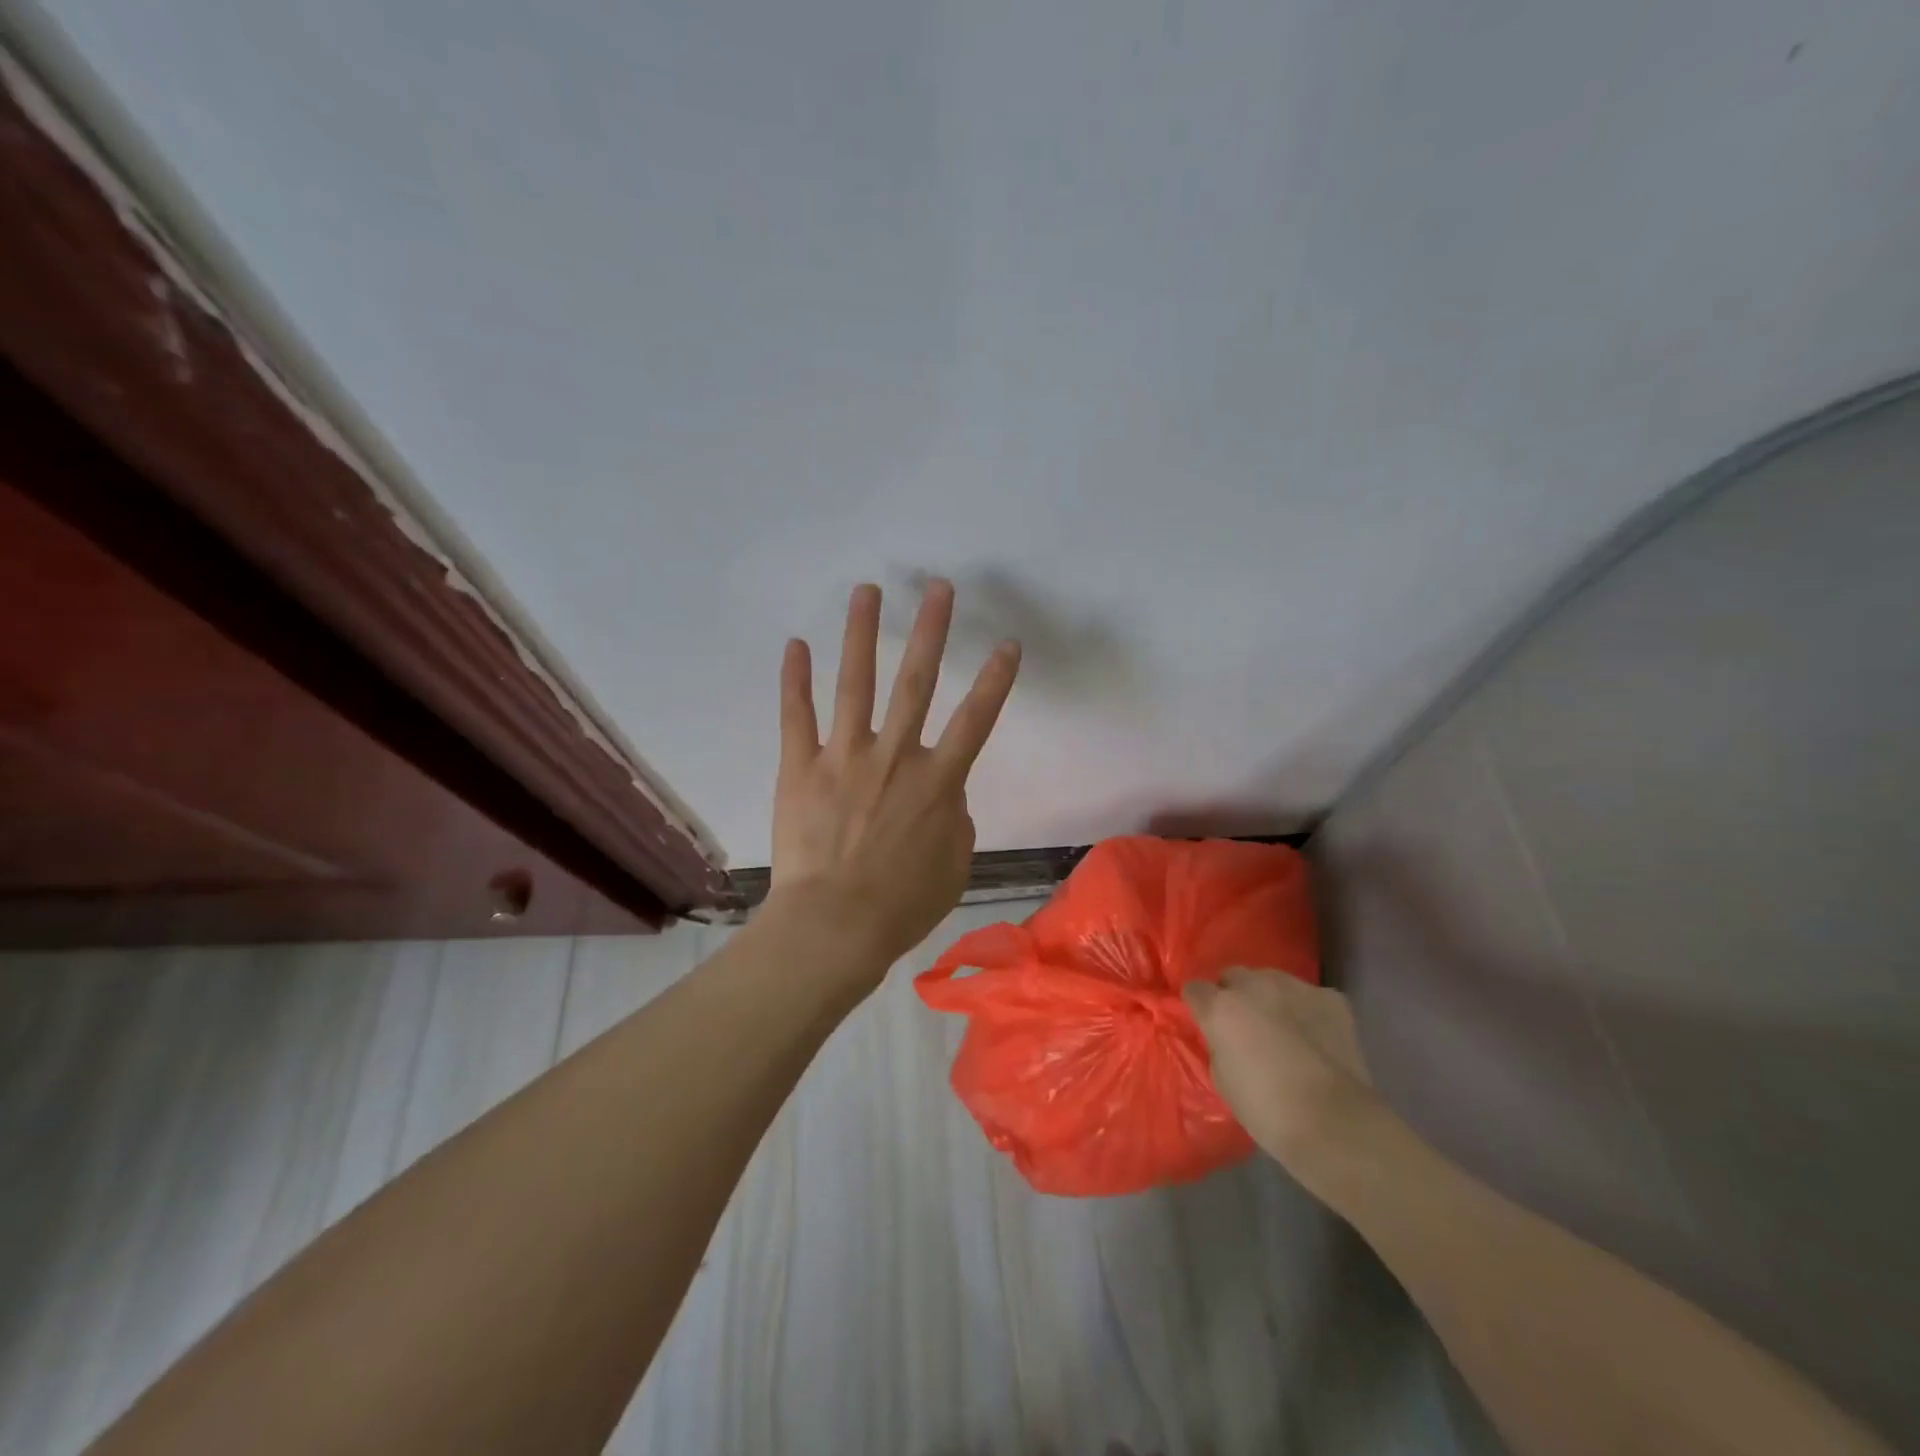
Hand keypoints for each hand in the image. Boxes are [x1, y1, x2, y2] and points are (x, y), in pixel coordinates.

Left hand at [770, 578, 1020, 973]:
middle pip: (916, 684)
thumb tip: (945, 795)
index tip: (1006, 643)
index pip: (975, 721)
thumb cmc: (901, 905)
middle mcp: (894, 757)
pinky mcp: (801, 768)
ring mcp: (844, 758)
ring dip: (862, 634)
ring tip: (867, 591)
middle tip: (937, 588)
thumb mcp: (953, 866)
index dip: (995, 681)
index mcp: (937, 783)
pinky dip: (795, 680)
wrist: (835, 926)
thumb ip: (954, 820)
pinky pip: (797, 717)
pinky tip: (795, 645)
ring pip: (856, 684)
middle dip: (930, 632)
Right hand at [1183, 969, 1387, 1186]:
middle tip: (1244, 1025)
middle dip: (1234, 995)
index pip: (1195, 988)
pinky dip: (1307, 1010)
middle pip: (1233, 975)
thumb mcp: (1222, 1079)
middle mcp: (1254, 986)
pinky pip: (1309, 996)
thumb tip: (1226, 1038)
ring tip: (1283, 1027)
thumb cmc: (1267, 1110)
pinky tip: (1316, 1036)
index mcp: (1220, 1008)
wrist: (1334, 1122)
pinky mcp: (1330, 998)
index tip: (1207, 1022)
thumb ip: (1219, 1046)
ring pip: (1272, 979)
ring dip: (1270, 997)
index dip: (1200, 1005)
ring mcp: (1295, 987)